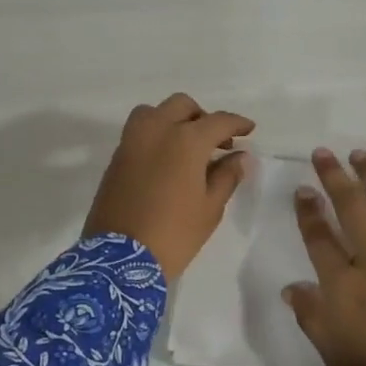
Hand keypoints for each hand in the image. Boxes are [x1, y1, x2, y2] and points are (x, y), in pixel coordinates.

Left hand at [83, 94, 254, 279]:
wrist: (119, 259)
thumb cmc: (174, 233)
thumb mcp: (210, 208)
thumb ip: (227, 175)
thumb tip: (240, 157)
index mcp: (186, 140)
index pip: (218, 121)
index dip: (237, 124)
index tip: (248, 130)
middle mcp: (157, 130)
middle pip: (183, 106)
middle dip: (203, 117)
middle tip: (217, 142)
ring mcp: (132, 141)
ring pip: (155, 112)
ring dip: (174, 119)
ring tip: (187, 145)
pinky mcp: (116, 157)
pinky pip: (139, 131)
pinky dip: (156, 134)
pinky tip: (167, 159)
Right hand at [285, 149, 365, 365]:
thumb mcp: (333, 353)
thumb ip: (311, 314)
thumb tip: (293, 287)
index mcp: (344, 285)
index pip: (319, 236)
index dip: (308, 210)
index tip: (302, 189)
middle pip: (352, 208)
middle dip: (335, 177)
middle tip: (323, 153)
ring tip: (360, 155)